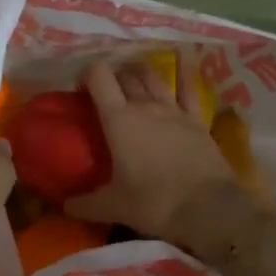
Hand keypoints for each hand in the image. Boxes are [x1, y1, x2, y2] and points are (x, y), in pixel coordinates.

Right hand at [67, 58, 236, 252]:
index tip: (81, 89)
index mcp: (118, 119)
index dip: (87, 74)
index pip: (99, 76)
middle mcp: (145, 105)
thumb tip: (66, 206)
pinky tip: (180, 65)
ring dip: (139, 74)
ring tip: (133, 84)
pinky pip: (188, 89)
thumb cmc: (155, 203)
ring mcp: (174, 109)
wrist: (209, 209)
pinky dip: (181, 76)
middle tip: (105, 96)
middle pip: (125, 75)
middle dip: (112, 79)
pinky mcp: (197, 119)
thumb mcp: (114, 207)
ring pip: (153, 77)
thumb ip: (86, 204)